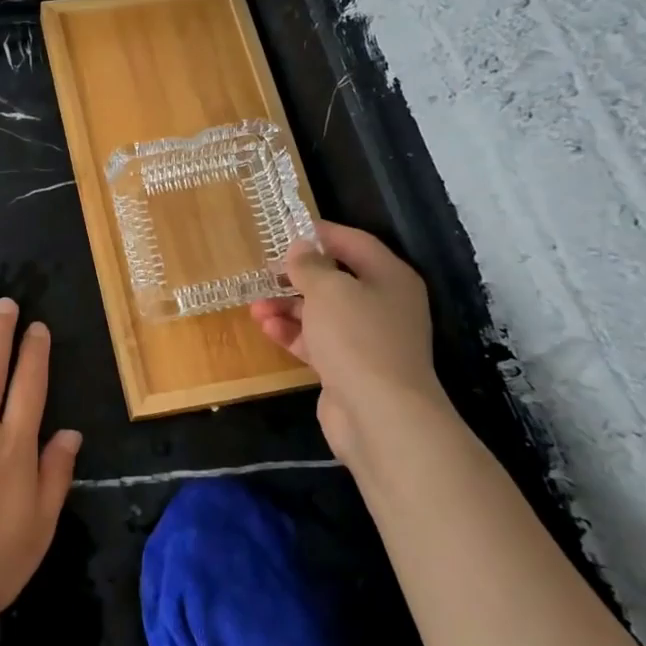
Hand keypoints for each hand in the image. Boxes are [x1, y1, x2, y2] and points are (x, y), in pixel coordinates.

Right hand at [250, 221, 448, 468]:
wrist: (380, 414)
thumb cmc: (357, 338)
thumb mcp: (329, 290)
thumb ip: (310, 266)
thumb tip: (301, 248)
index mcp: (389, 278)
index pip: (355, 243)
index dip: (321, 234)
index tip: (286, 230)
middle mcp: (383, 305)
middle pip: (336, 280)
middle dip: (298, 277)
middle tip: (264, 272)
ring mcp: (367, 340)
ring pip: (323, 314)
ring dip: (288, 308)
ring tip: (255, 306)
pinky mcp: (349, 368)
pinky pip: (317, 342)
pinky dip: (293, 334)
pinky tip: (267, 329)